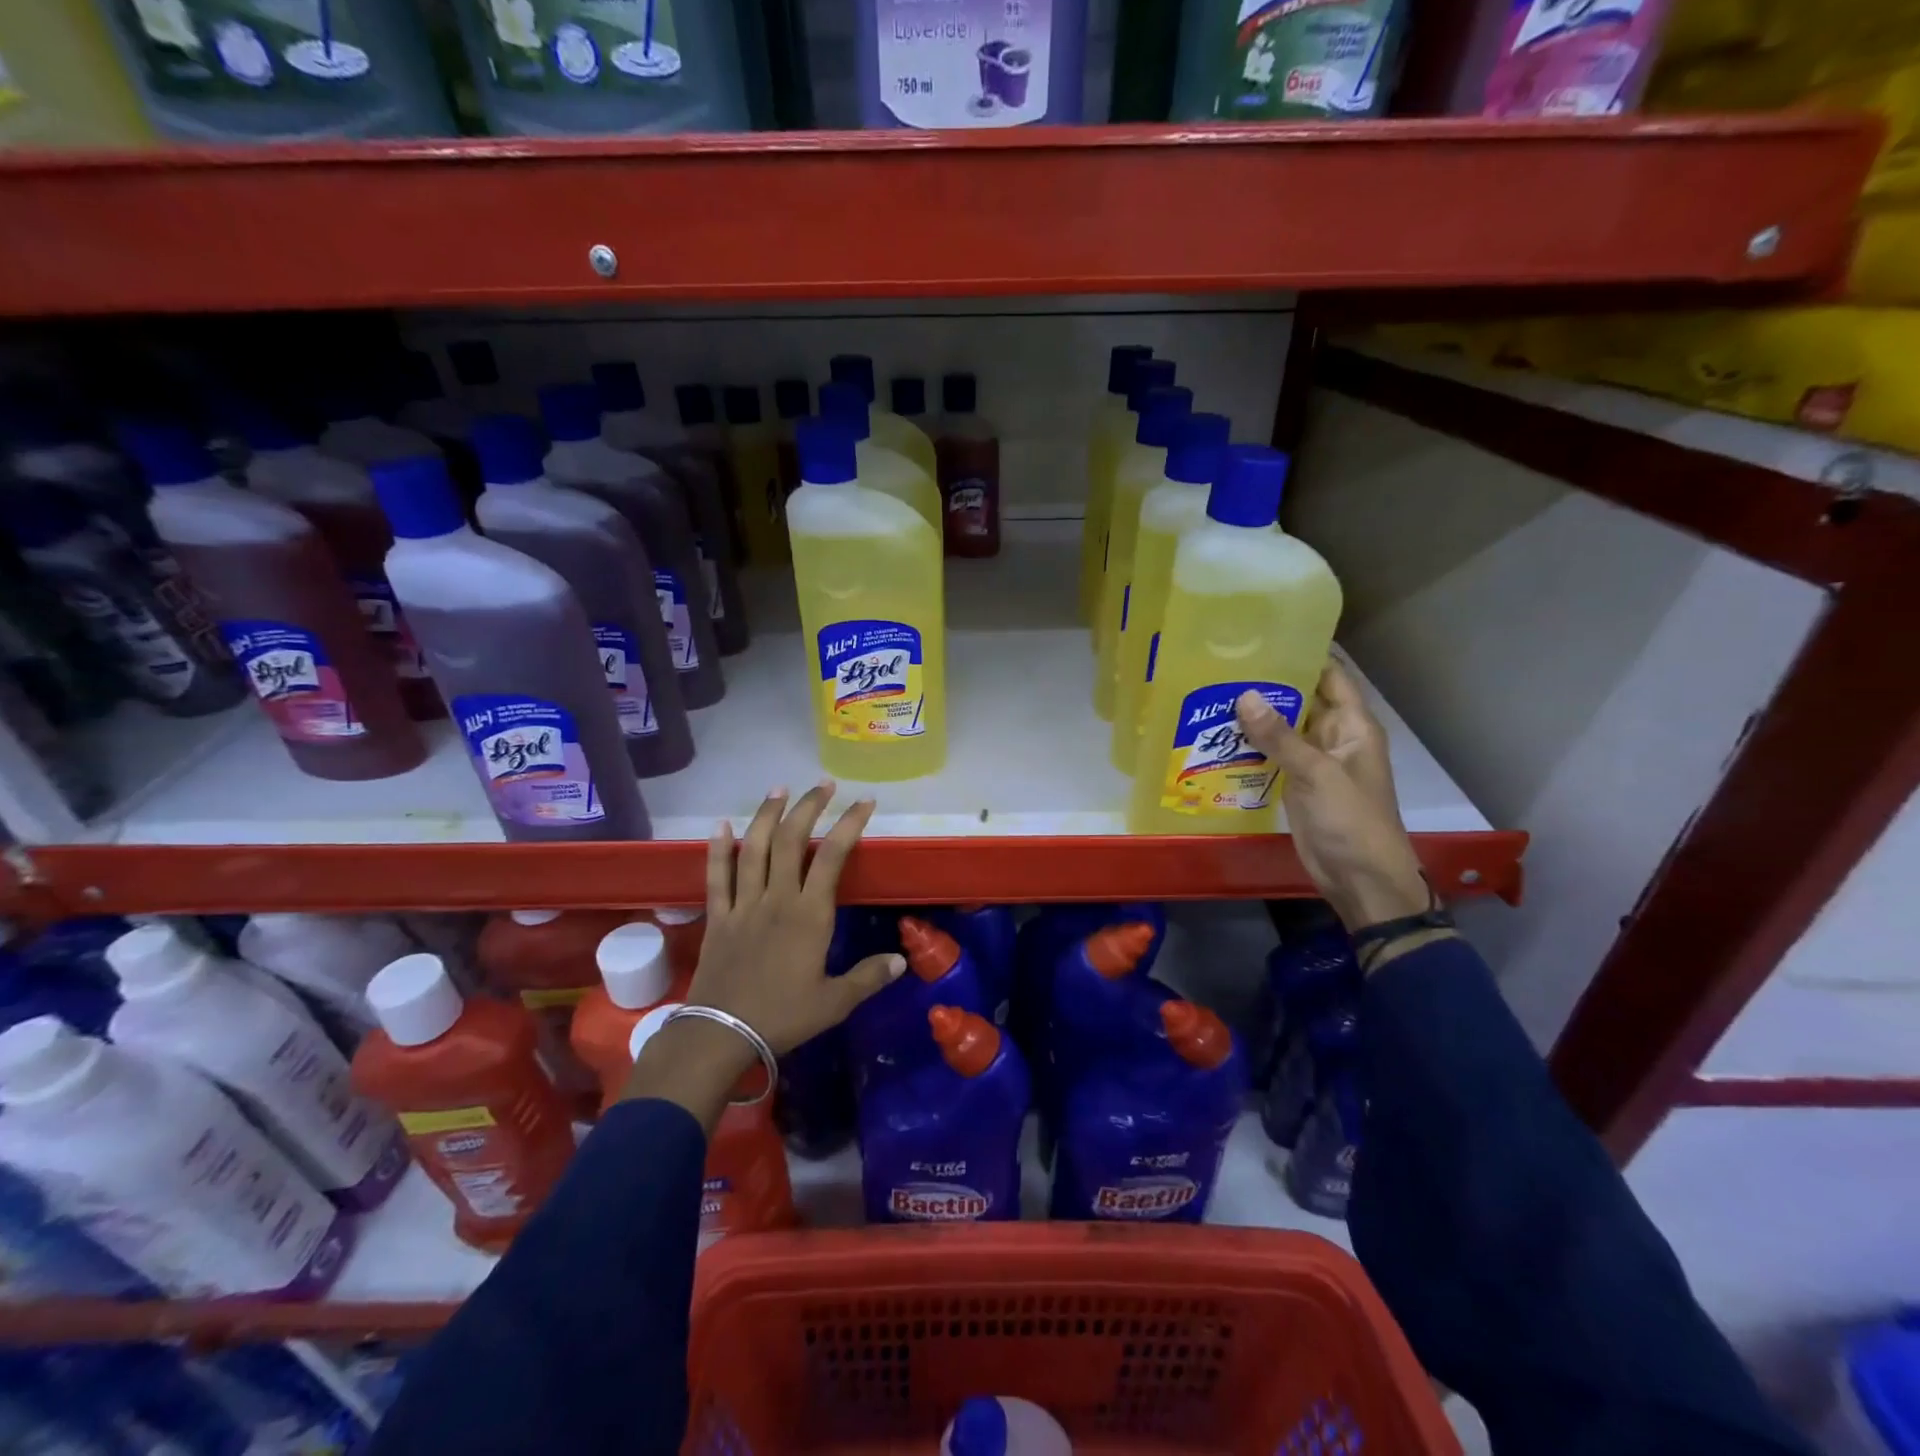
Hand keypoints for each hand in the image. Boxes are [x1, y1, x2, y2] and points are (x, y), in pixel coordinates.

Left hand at [687, 782, 904, 1054]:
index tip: (864, 803)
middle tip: (823, 785)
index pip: (833, 857)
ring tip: (779, 789)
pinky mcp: (717, 916)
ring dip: (767, 815)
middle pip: (792, 841)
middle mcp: (777, 898)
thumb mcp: (834, 1002)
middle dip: (809, 807)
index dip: (849, 825)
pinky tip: (721, 824)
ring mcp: (743, 904)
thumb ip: (868, 977)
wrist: (721, 1034)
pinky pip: (716, 876)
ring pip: (754, 849)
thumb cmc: (783, 1017)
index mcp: (809, 915)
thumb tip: (902, 962)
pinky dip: (718, 849)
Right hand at [1236, 661, 1430, 932]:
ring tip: (1211, 694)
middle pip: (1301, 699)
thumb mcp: (1316, 773)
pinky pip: (1272, 756)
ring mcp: (1313, 762)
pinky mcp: (1296, 784)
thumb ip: (1280, 736)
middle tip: (1223, 665)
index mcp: (1352, 726)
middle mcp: (1333, 737)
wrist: (1360, 877)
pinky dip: (1250, 747)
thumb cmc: (1351, 819)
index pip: (1330, 676)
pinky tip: (1218, 737)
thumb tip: (1244, 695)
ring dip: (1254, 717)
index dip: (1304, 654)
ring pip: (1282, 729)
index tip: (1264, 636)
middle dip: (1268, 684)